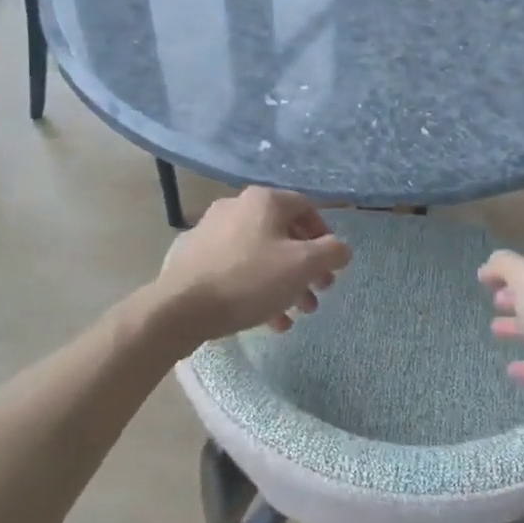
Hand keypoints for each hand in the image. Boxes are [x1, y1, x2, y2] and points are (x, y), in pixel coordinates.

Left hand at [155, 188, 351, 347]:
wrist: (181, 307)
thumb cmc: (249, 279)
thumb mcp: (302, 265)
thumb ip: (331, 253)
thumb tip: (342, 248)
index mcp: (263, 201)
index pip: (306, 207)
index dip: (325, 235)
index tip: (331, 265)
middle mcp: (237, 208)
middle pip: (283, 234)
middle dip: (305, 268)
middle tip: (318, 295)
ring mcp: (213, 232)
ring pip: (261, 255)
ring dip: (285, 284)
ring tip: (297, 314)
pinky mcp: (196, 259)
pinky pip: (238, 269)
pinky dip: (258, 290)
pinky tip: (270, 321)